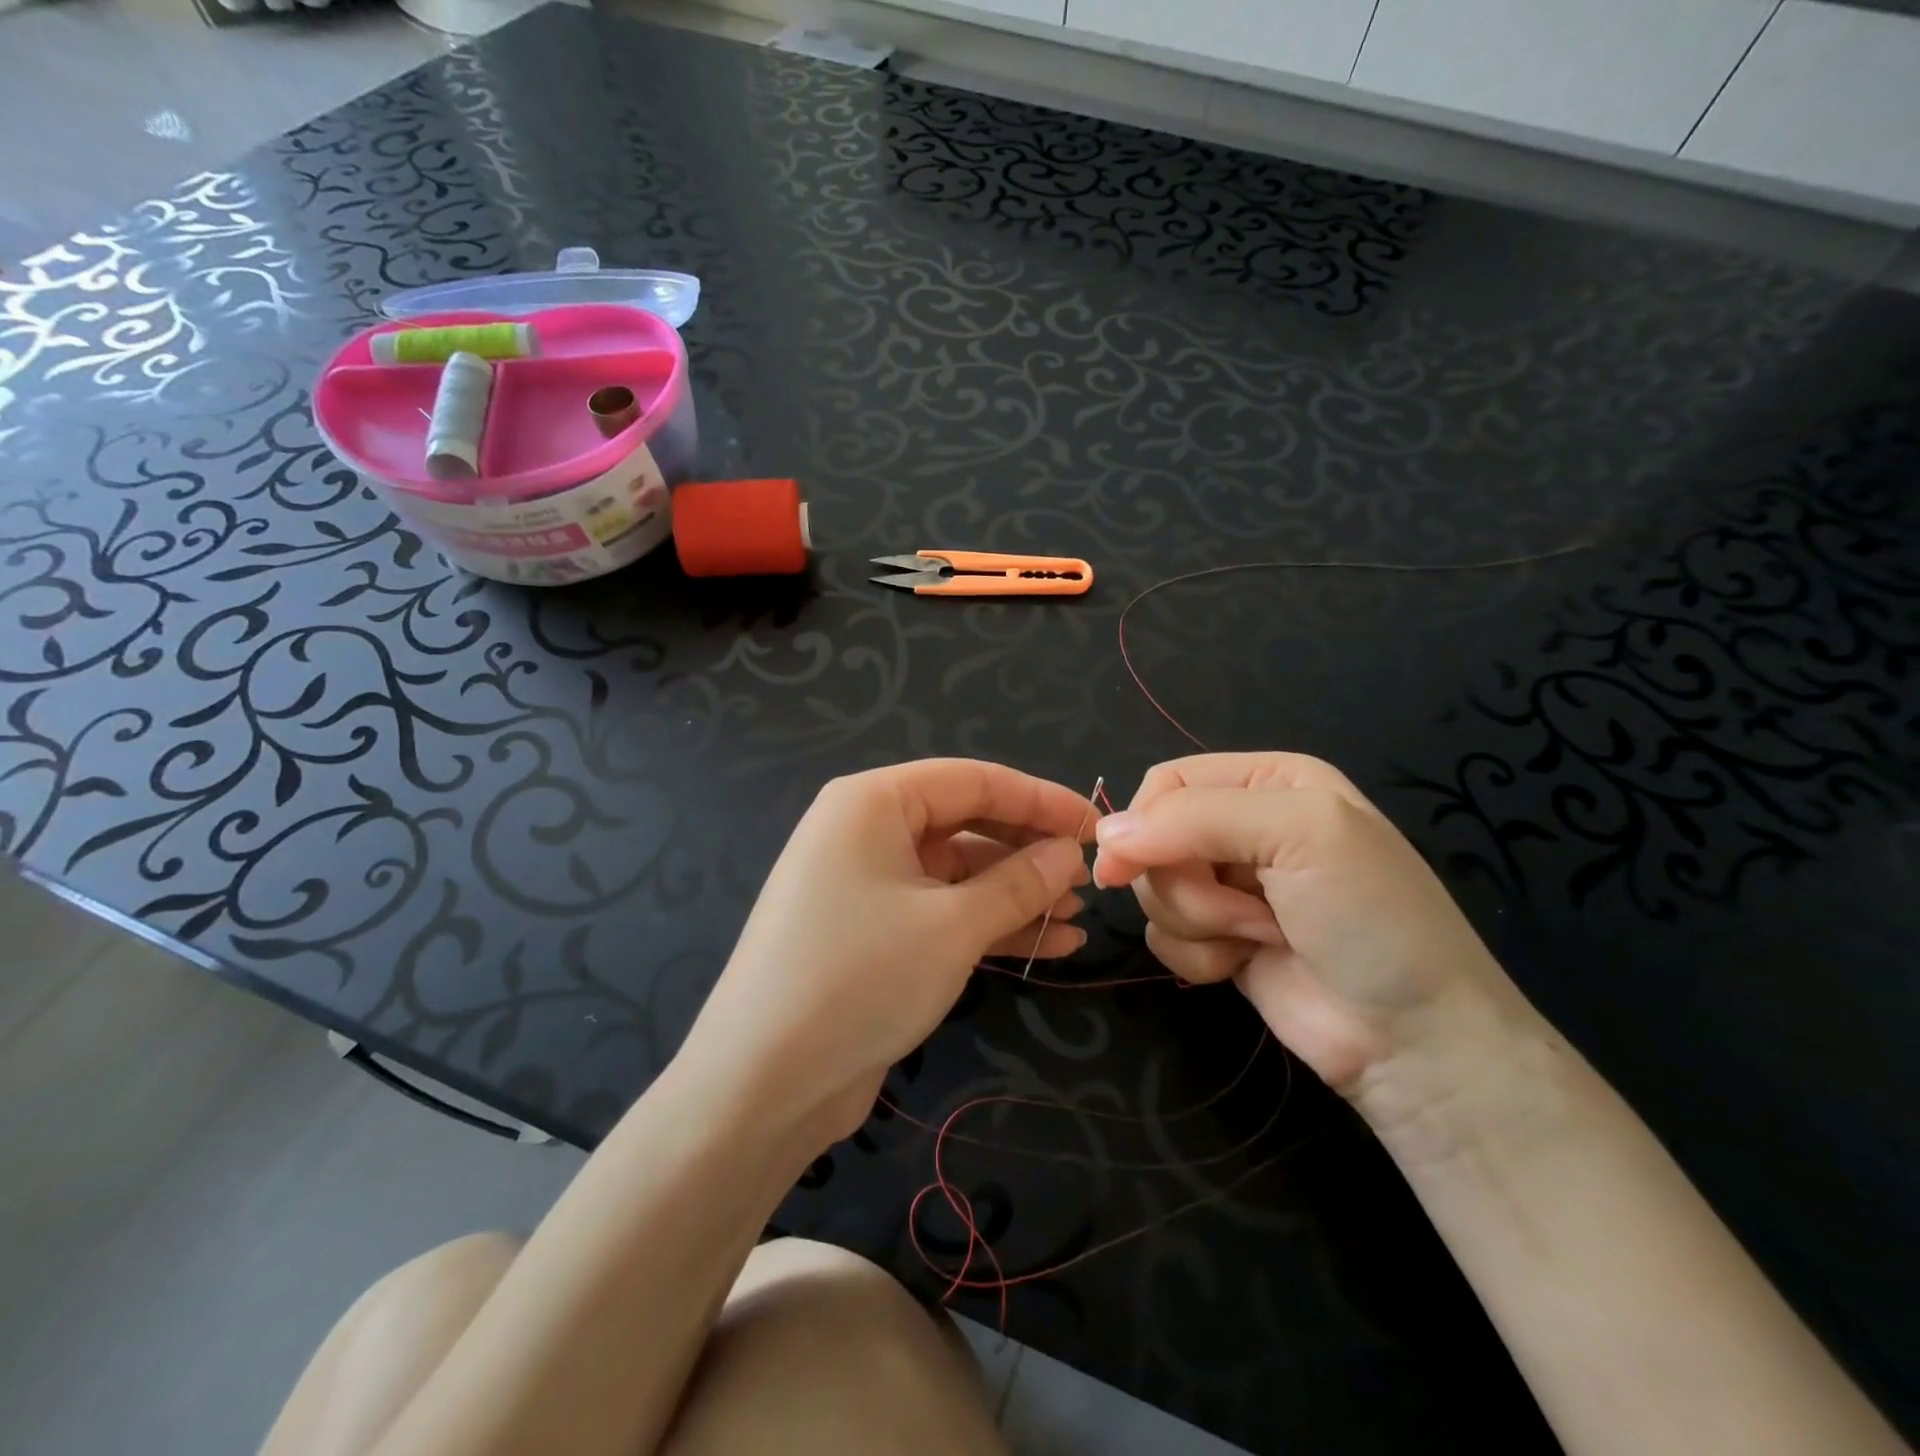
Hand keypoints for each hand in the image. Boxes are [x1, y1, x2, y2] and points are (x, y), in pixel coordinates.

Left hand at [680, 760, 1095, 1147]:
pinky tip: (1047, 945)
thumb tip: (1068, 853)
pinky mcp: (871, 933)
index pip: (972, 780)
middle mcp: (864, 831)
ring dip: (1015, 894)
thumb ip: (1018, 882)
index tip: (1095, 826)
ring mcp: (865, 884)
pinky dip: (988, 925)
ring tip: (1076, 917)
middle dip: (1027, 851)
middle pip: (965, 824)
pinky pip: (940, 912)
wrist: (762, 1084)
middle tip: (1086, 878)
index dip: (1039, 800)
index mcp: (872, 802)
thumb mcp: (952, 926)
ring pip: (957, 873)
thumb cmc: (859, 978)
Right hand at [1092, 752, 1531, 1105]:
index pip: (1167, 782)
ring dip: (1198, 921)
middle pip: (1152, 839)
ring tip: (1260, 938)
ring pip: (1154, 890)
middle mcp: (1245, 826)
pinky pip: (1164, 935)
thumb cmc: (1370, 917)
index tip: (1126, 866)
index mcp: (1268, 781)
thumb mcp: (1298, 833)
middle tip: (1247, 910)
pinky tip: (1242, 966)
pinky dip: (1196, 955)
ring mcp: (1231, 886)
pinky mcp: (1220, 939)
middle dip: (1186, 883)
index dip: (1142, 821)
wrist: (1414, 1039)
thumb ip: (1195, 819)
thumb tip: (1104, 837)